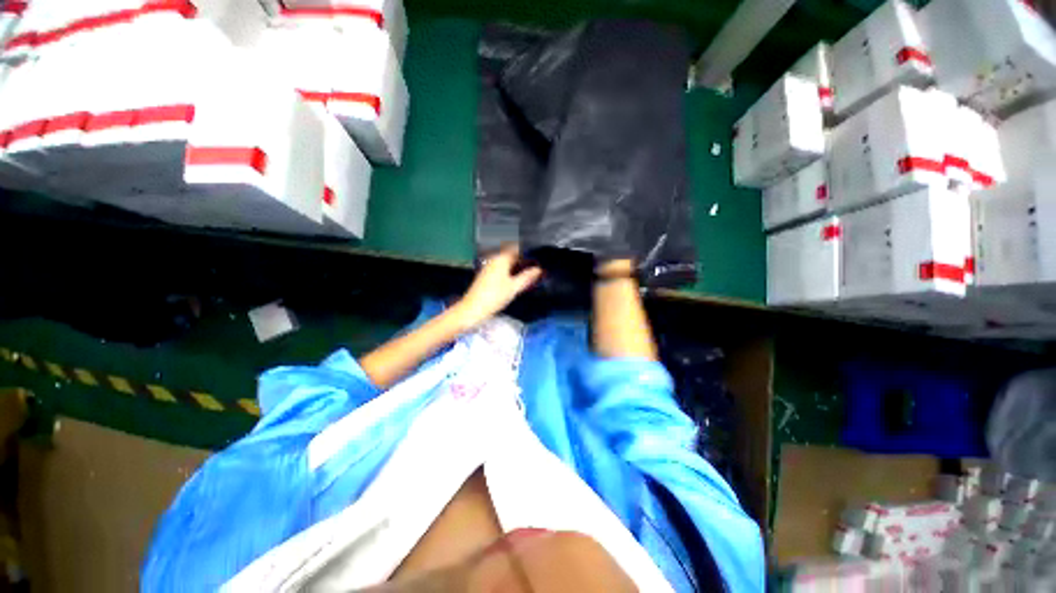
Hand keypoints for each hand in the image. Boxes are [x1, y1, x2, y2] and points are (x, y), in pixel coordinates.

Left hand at [453, 245, 541, 328]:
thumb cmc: (494, 296)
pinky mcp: (486, 275)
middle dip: (523, 259)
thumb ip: (527, 277)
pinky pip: (501, 268)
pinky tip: (516, 279)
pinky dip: (510, 271)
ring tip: (529, 273)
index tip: (538, 257)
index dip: (528, 251)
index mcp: (501, 258)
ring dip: (517, 266)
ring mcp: (489, 267)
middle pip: (511, 255)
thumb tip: (538, 269)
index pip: (517, 248)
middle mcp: (494, 259)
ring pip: (506, 262)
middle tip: (536, 266)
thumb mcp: (514, 287)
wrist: (473, 309)